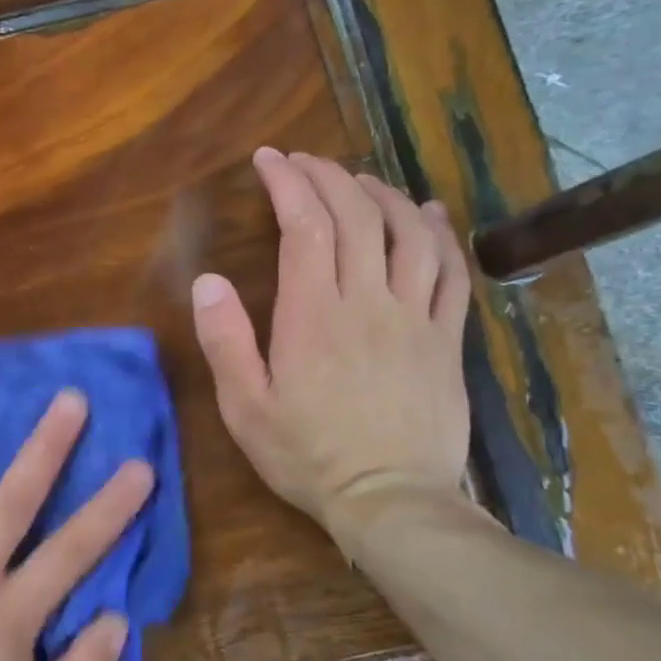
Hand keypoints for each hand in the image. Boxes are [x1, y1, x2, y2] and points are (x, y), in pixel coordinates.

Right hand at [190, 148, 470, 544]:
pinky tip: (427, 214)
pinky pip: (451, 272)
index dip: (288, 183)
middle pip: (356, 217)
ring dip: (382, 195)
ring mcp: (415, 317)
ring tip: (357, 179)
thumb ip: (225, 341)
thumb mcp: (245, 407)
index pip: (304, 226)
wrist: (391, 502)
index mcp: (314, 315)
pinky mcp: (446, 339)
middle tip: (303, 161)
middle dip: (327, 177)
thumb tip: (208, 281)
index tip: (269, 159)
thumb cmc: (307, 455)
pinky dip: (439, 233)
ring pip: (408, 233)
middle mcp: (368, 302)